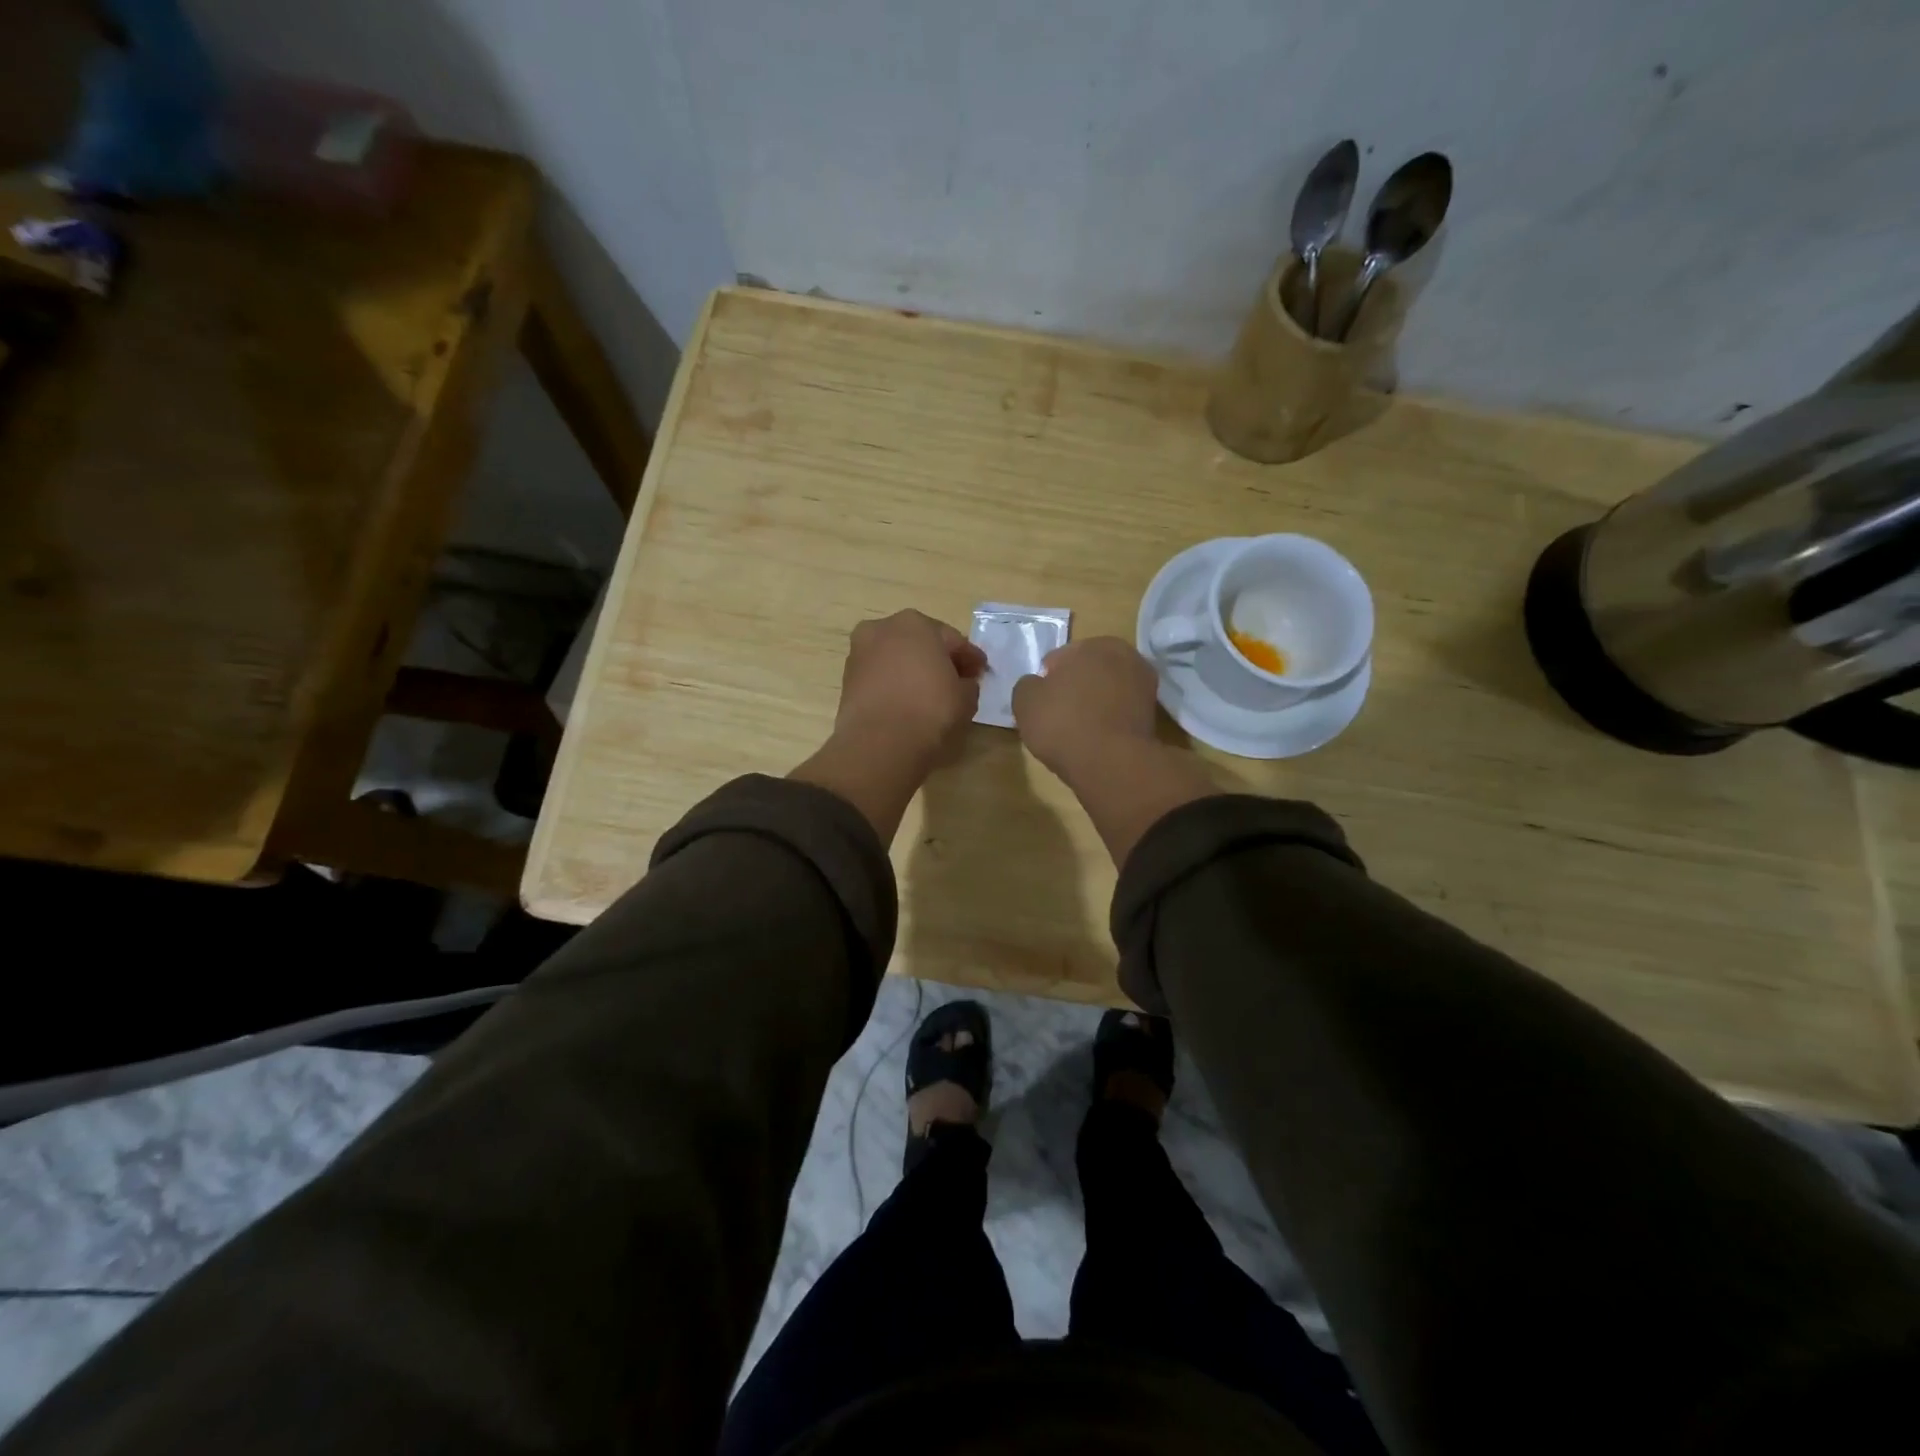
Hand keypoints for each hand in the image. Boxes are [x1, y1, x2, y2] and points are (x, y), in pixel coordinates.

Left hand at [833, 610, 987, 765]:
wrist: (880, 743)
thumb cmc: (931, 709)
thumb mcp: (966, 697)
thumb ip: (967, 683)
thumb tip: (961, 684)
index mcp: (915, 623)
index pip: (952, 640)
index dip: (970, 658)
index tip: (981, 673)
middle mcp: (882, 629)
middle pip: (919, 644)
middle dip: (937, 659)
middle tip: (956, 681)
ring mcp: (860, 653)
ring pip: (896, 659)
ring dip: (912, 671)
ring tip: (929, 694)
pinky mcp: (847, 680)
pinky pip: (880, 678)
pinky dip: (894, 685)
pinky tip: (907, 703)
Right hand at [1011, 636, 1159, 777]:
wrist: (1110, 763)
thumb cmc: (1063, 724)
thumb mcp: (1025, 701)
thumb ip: (1027, 685)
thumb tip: (1037, 684)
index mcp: (1093, 644)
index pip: (1059, 658)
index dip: (1046, 681)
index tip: (1042, 704)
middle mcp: (1125, 655)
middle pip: (1087, 672)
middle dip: (1074, 688)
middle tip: (1058, 716)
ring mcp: (1144, 684)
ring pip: (1106, 691)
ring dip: (1094, 704)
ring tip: (1078, 731)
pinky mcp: (1153, 714)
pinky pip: (1119, 712)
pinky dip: (1109, 720)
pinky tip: (1096, 739)